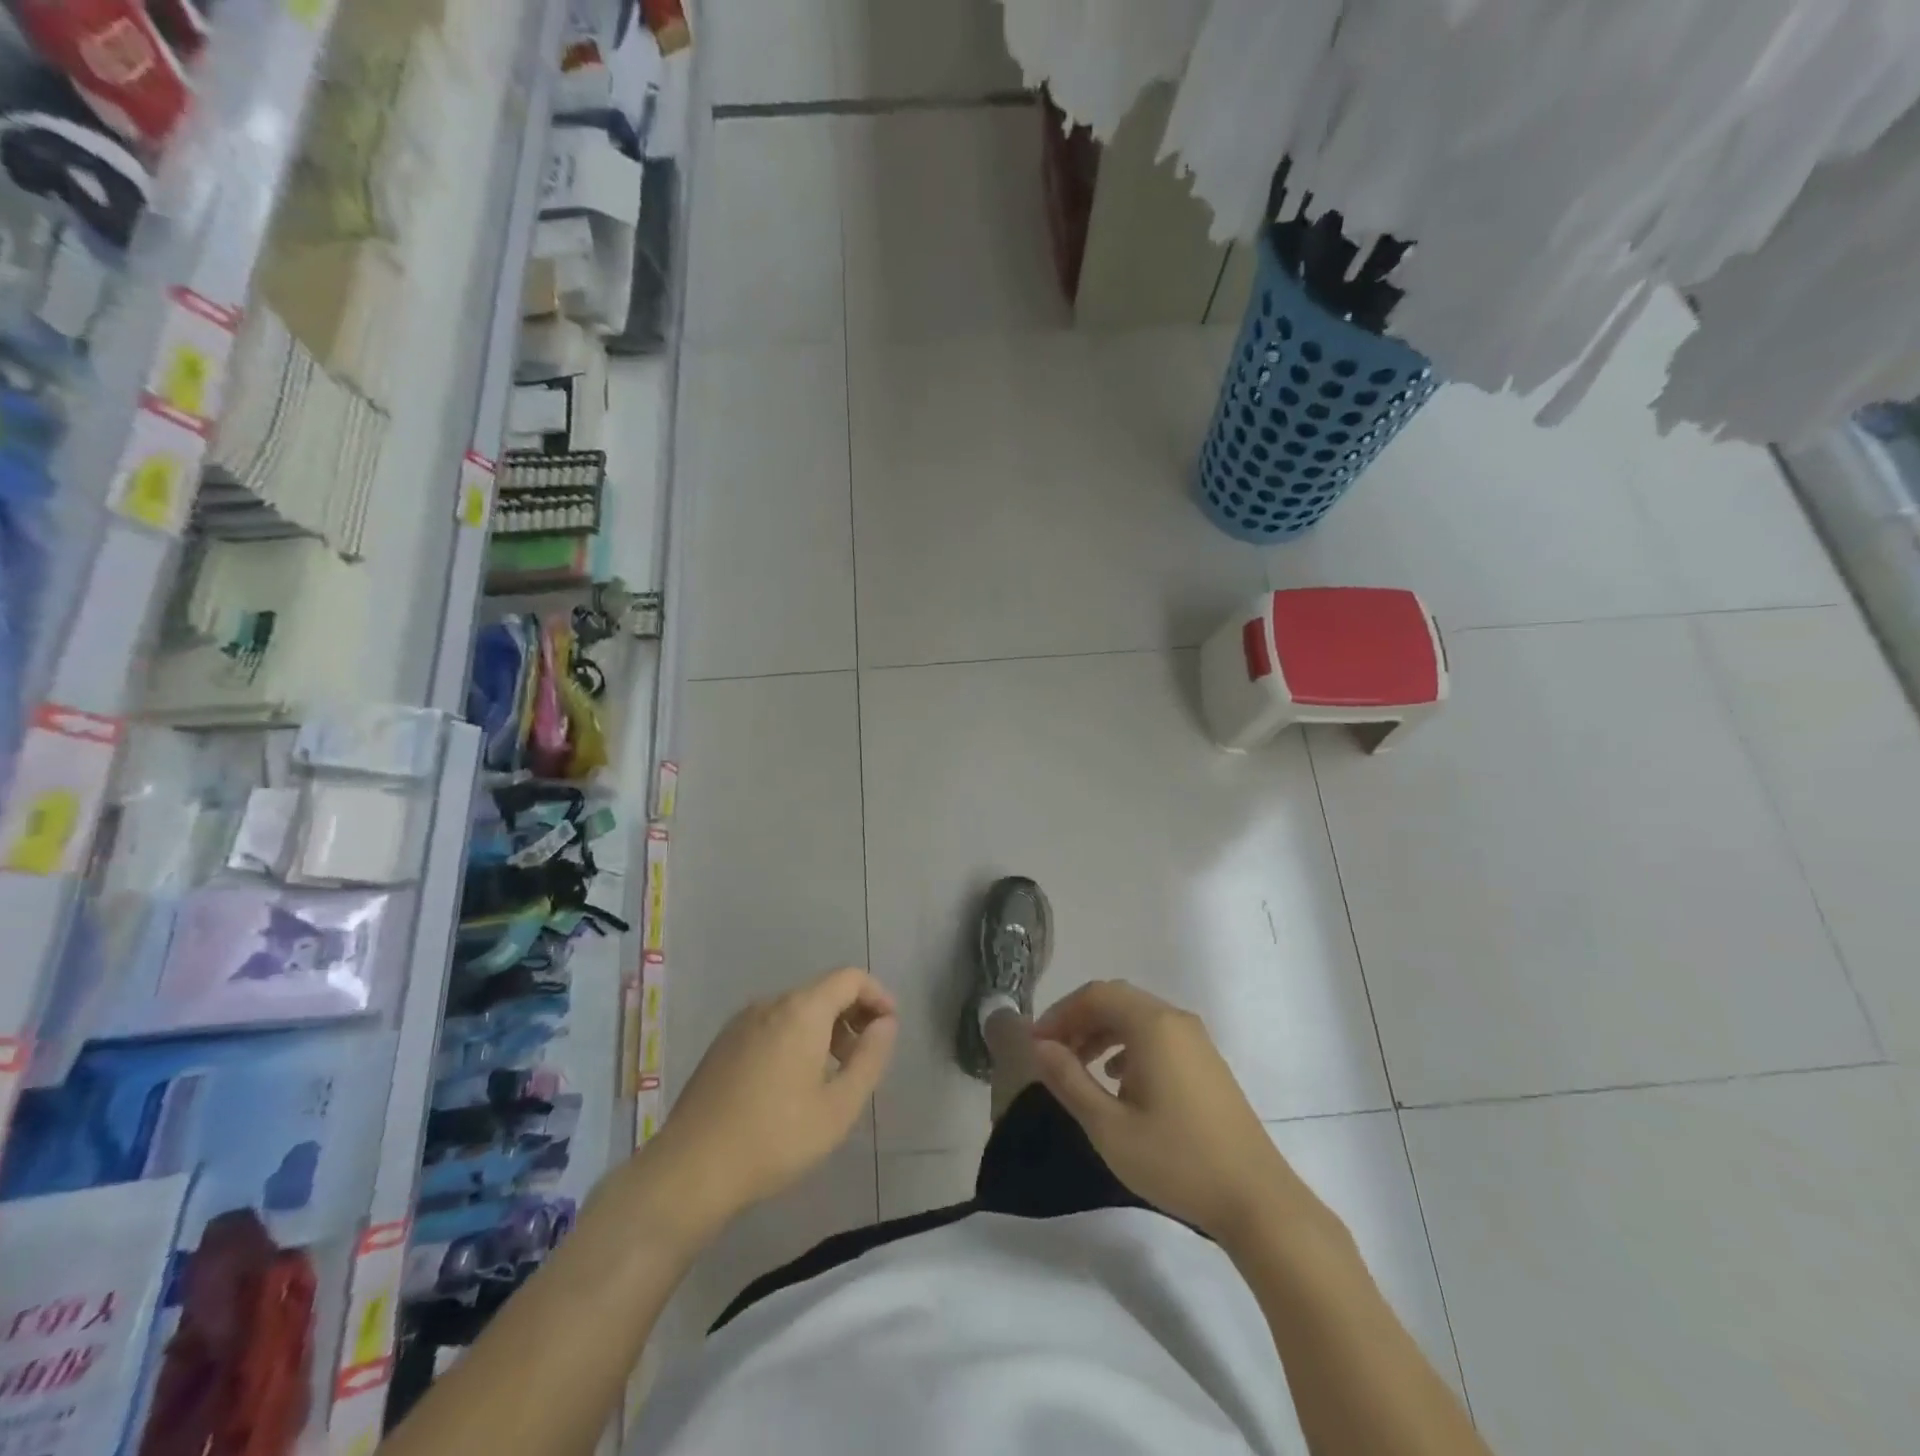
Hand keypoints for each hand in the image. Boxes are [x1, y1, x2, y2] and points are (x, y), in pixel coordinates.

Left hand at [644, 967, 896, 1236]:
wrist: (691, 1170)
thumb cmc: (775, 1138)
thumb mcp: (839, 1107)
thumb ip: (870, 1058)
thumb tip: (886, 1023)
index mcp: (802, 1010)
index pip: (851, 978)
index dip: (878, 996)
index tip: (890, 1028)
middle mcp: (771, 1004)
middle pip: (823, 991)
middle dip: (853, 1014)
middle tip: (866, 1055)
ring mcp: (742, 1022)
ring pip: (797, 1009)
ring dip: (825, 1028)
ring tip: (834, 1073)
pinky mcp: (723, 1044)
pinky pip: (772, 1024)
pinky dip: (796, 1037)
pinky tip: (794, 1082)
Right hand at [1031, 980, 1320, 1247]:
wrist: (1257, 1200)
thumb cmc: (1177, 1161)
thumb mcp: (1109, 1127)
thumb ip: (1069, 1080)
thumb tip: (1039, 1046)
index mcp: (1153, 1025)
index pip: (1095, 995)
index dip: (1059, 1013)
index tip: (1035, 1044)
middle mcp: (1175, 1020)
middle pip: (1116, 1000)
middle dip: (1079, 1020)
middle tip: (1051, 1052)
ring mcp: (1196, 1040)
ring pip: (1137, 1017)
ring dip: (1102, 1032)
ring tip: (1078, 1067)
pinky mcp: (1206, 1062)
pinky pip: (1157, 1035)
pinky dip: (1127, 1045)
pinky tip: (1117, 1080)